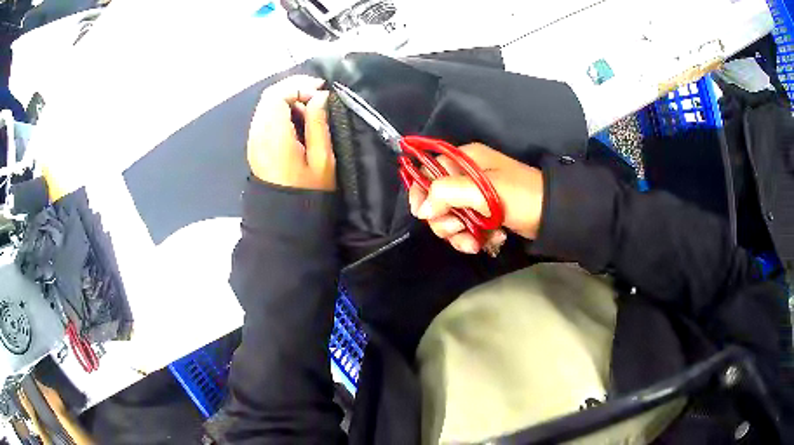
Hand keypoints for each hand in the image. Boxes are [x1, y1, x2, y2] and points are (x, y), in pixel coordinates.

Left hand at [247, 76, 334, 190]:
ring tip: (310, 108)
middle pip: (269, 95)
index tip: (322, 92)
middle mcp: (258, 133)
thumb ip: (319, 124)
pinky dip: (281, 109)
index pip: (278, 95)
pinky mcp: (255, 143)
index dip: (300, 86)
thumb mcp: (322, 160)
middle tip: (317, 93)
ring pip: (266, 104)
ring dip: (288, 98)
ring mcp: (254, 139)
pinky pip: (265, 116)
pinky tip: (297, 119)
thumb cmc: (308, 191)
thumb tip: (320, 96)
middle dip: (294, 87)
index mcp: (274, 136)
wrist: (284, 218)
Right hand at [408, 143, 543, 253]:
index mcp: (465, 160)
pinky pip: (466, 228)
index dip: (421, 191)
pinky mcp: (485, 215)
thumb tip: (422, 209)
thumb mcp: (482, 190)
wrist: (553, 215)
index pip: (428, 170)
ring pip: (451, 218)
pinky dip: (473, 238)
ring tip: (476, 242)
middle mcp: (467, 176)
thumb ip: (447, 193)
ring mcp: (476, 198)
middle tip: (458, 228)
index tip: (423, 213)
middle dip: (444, 220)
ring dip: (459, 234)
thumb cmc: (519, 196)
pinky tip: (489, 241)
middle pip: (436, 200)